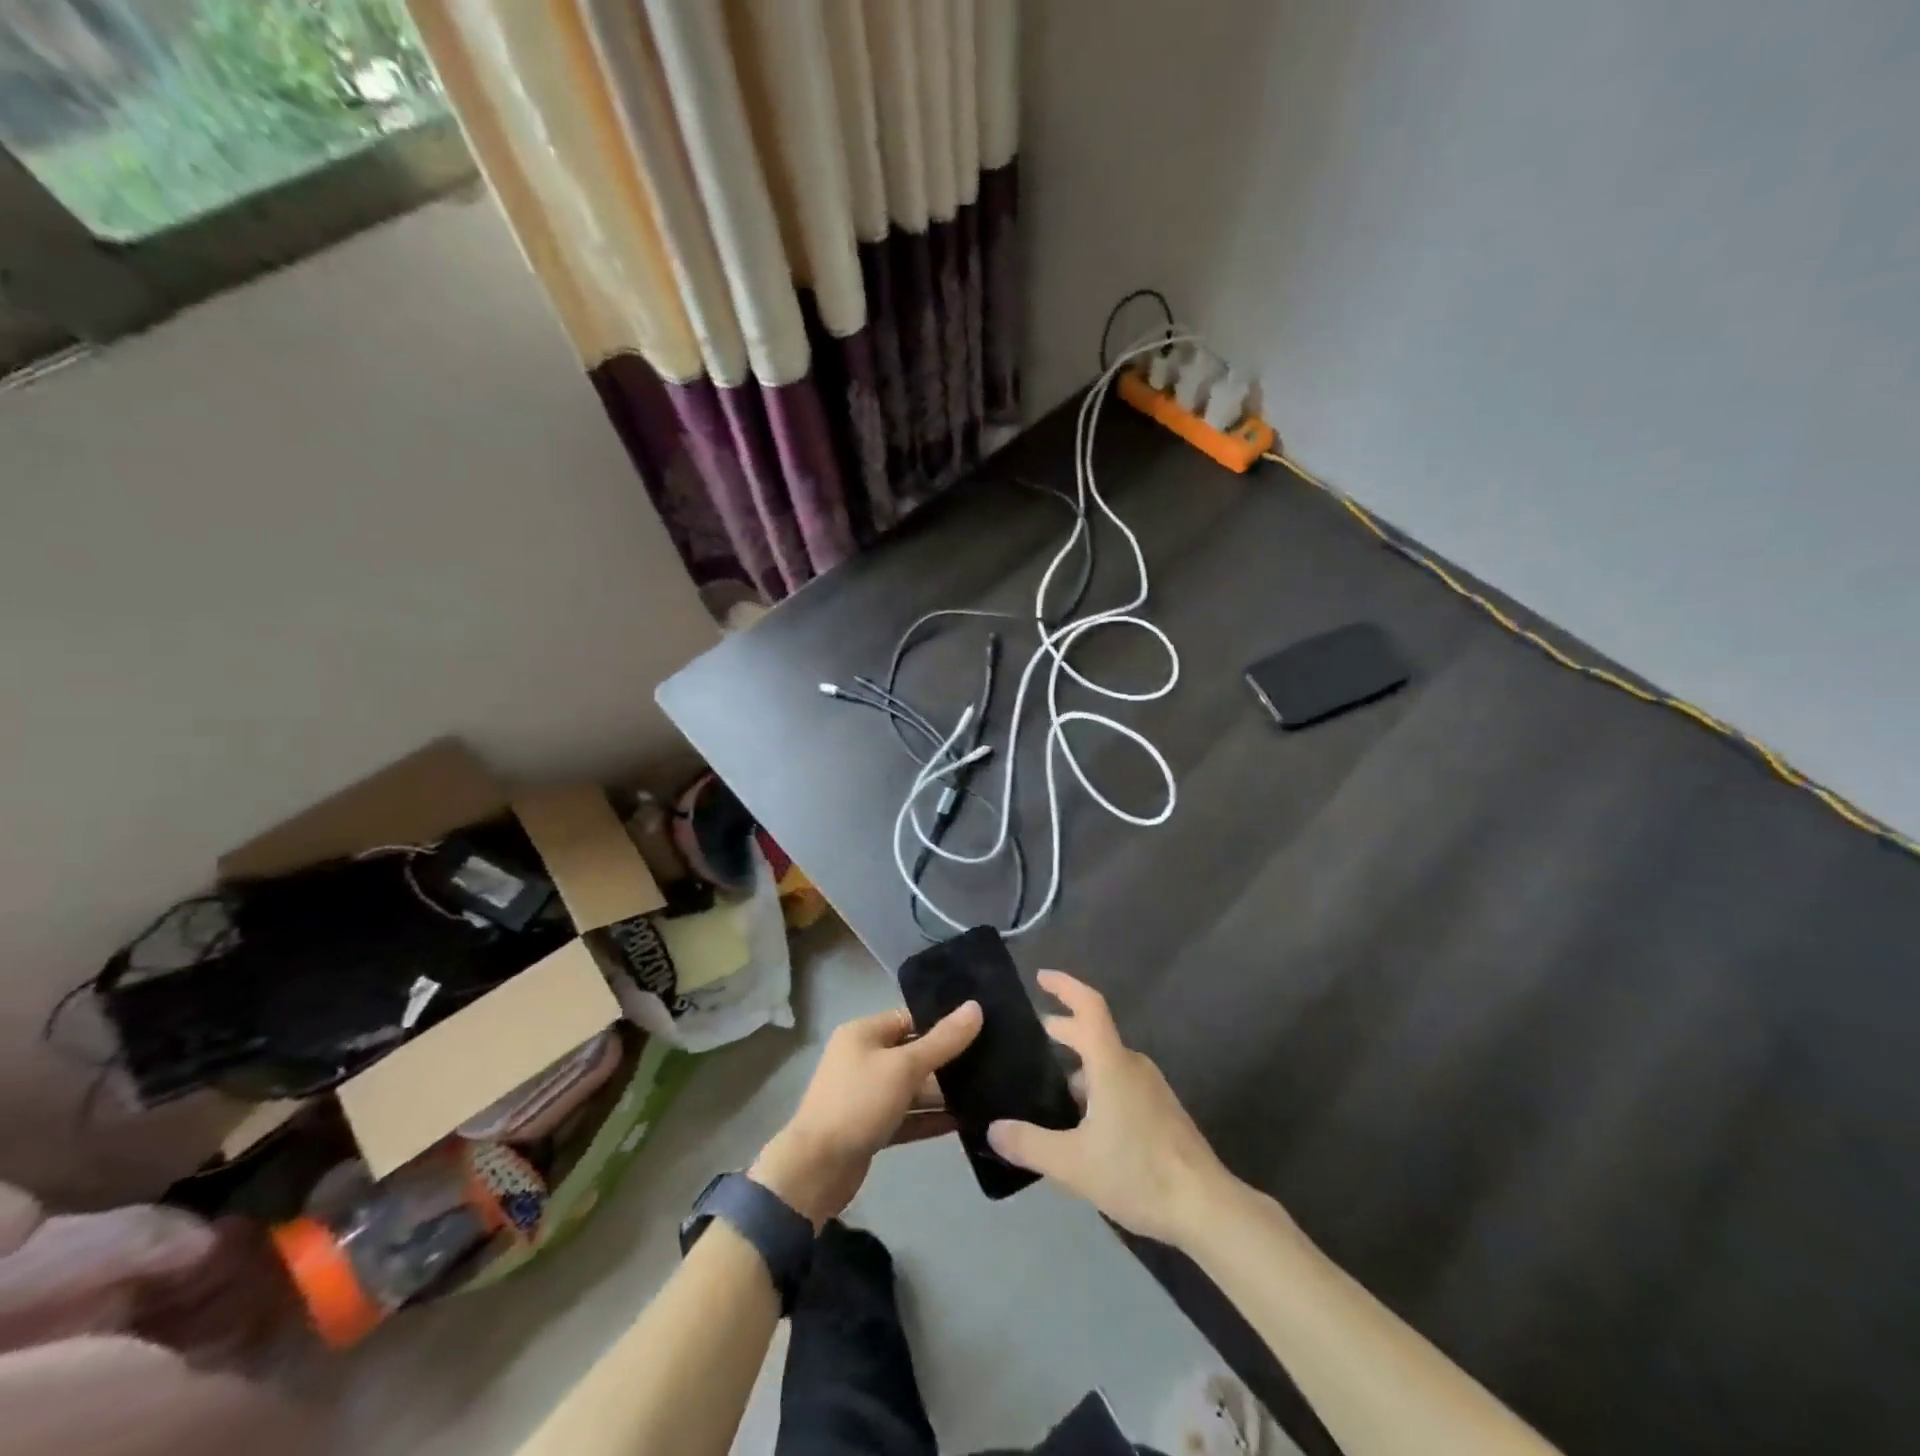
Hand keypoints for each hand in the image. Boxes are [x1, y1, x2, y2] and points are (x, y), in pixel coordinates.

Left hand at [752, 1000, 982, 1226]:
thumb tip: (976, 1007)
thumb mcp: (904, 1067)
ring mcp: (866, 1095)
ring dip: (941, 1093)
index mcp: (864, 1033)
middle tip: (990, 1062)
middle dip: (946, 1060)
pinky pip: (906, 1116)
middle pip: (913, 1053)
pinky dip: (929, 1119)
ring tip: (984, 1093)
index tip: (980, 1027)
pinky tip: (962, 1122)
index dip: (942, 1021)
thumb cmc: (858, 1104)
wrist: (815, 1171)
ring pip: (911, 1088)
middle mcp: (863, 1059)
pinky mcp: (871, 1128)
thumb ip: (942, 1041)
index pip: (910, 1018)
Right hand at [987, 972, 1230, 1245]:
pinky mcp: (1159, 1112)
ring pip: (1106, 1063)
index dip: (1064, 986)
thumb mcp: (1073, 1164)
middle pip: (1093, 1034)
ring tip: (1046, 1089)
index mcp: (1111, 1063)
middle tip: (1028, 1039)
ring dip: (1076, 1066)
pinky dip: (1094, 1087)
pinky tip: (1079, 1123)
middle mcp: (1132, 1066)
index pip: (1088, 1006)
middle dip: (1061, 1030)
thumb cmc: (1138, 1172)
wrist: (1206, 1207)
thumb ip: (1029, 1144)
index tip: (1040, 977)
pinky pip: (1119, 1083)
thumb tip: (993, 1129)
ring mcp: (1150, 1089)